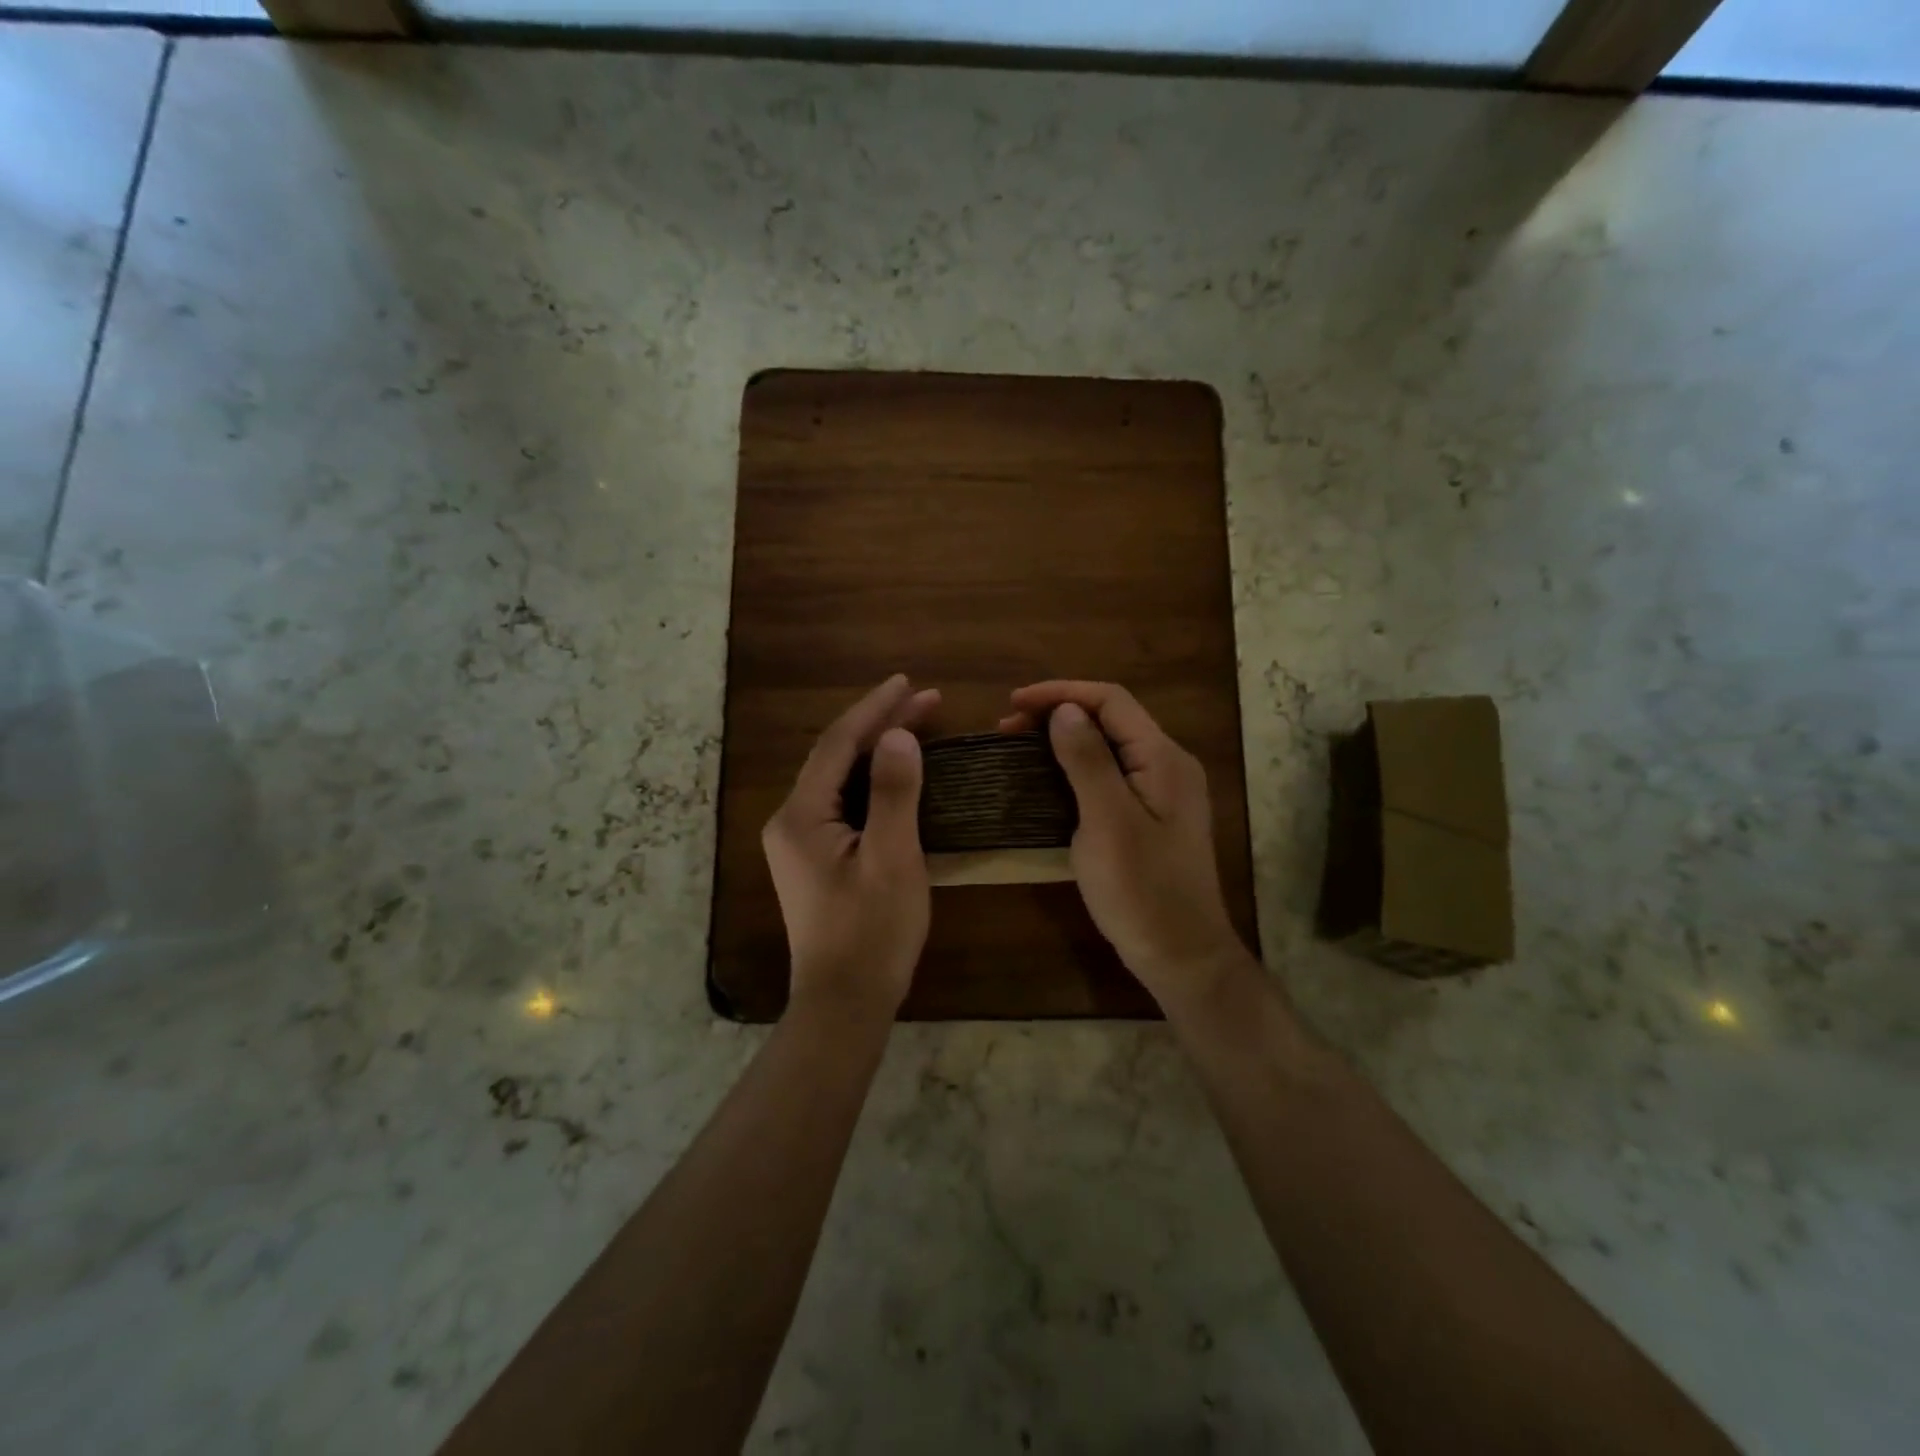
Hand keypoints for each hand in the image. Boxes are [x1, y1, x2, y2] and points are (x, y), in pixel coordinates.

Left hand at [764, 675, 940, 1021]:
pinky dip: (871, 780)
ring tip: (917, 723)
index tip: (909, 682)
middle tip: (925, 699)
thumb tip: (899, 735)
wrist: (844, 1002)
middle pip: (836, 756)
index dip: (874, 709)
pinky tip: (896, 773)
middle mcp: (791, 820)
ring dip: (876, 749)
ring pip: (839, 778)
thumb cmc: (872, 932)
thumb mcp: (892, 859)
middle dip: (879, 724)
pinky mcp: (813, 858)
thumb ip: (894, 792)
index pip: (838, 744)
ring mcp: (799, 841)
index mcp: (802, 815)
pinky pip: (842, 802)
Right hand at [1001, 681, 1249, 1013]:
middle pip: (1111, 719)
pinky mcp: (1149, 816)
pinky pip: (1109, 775)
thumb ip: (1087, 760)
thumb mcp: (1107, 822)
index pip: (1111, 701)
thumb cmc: (1141, 889)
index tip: (1013, 704)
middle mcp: (1167, 765)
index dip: (1060, 693)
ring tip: (1019, 747)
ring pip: (1108, 747)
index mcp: (1163, 758)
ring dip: (1063, 740)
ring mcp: (1161, 792)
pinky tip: (1047, 780)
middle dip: (1058, 714)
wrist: (1181, 955)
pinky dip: (1074, 768)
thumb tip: (1064, 710)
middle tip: (1008, 728)